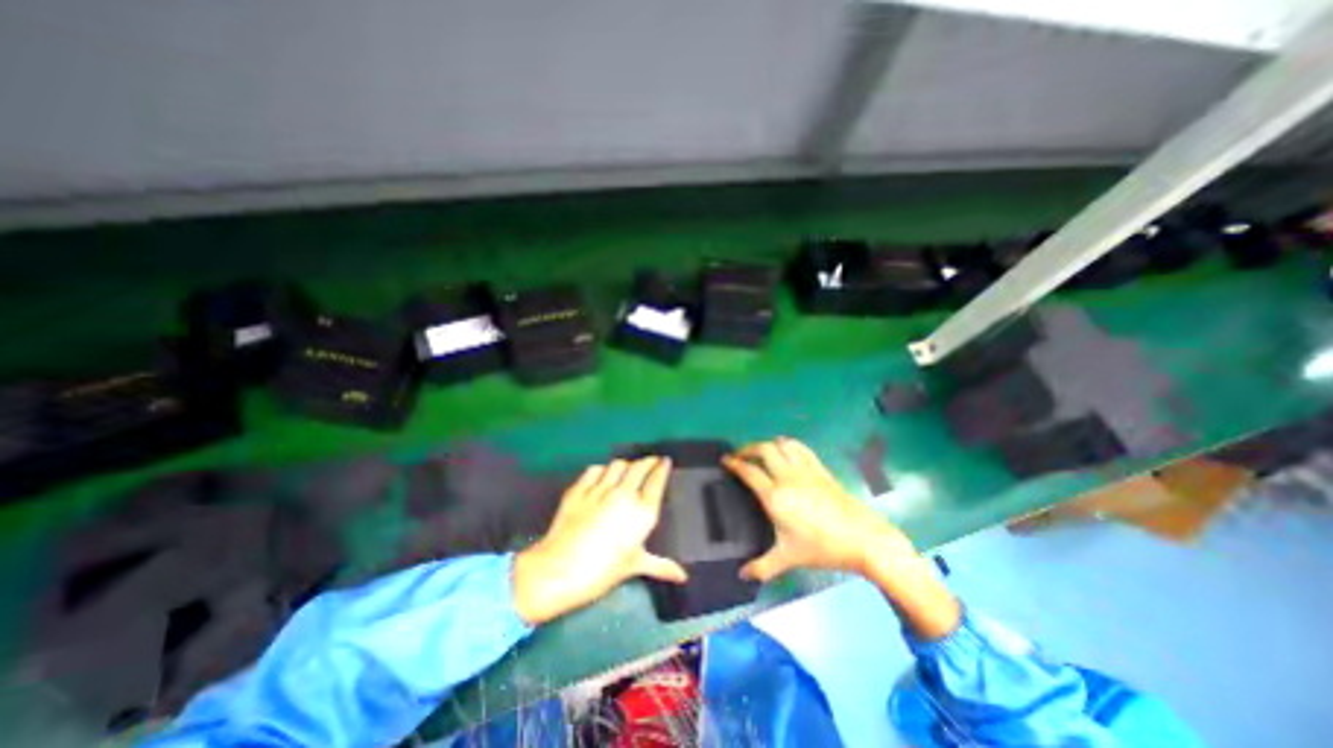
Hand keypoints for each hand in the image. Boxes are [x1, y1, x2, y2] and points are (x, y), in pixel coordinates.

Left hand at [511, 455, 687, 624]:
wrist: (558, 569)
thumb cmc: (602, 571)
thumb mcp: (634, 566)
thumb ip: (660, 566)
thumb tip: (683, 577)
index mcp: (642, 511)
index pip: (656, 480)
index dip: (662, 467)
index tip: (666, 461)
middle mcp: (623, 493)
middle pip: (639, 467)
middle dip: (648, 461)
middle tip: (651, 461)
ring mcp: (599, 488)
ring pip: (617, 464)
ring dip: (626, 464)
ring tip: (628, 468)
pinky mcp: (579, 488)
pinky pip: (594, 470)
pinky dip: (602, 469)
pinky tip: (602, 474)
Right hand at [718, 439, 917, 584]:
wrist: (863, 538)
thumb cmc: (822, 548)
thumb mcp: (789, 558)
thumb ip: (762, 567)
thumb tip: (743, 575)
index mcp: (775, 496)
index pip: (749, 471)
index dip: (734, 463)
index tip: (725, 460)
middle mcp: (787, 477)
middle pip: (763, 449)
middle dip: (748, 448)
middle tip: (740, 455)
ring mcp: (805, 470)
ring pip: (782, 445)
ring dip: (768, 444)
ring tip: (761, 452)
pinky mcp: (820, 469)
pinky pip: (800, 448)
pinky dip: (788, 444)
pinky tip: (786, 450)